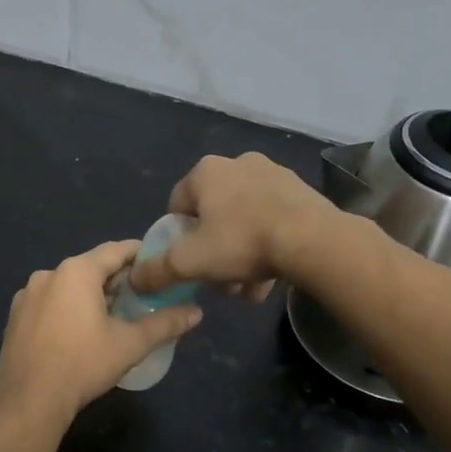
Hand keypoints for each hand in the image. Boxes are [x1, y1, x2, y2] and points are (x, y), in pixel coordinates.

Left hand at [0, 240, 203, 419]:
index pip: (116, 250)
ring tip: (114, 316)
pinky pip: (49, 302)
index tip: (158, 264)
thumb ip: (165, 324)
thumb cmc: (82, 364)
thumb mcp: (130, 344)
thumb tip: (197, 312)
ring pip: (68, 285)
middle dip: (117, 279)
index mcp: (76, 271)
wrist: (28, 400)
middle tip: (142, 296)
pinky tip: (79, 332)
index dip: (140, 254)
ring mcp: (27, 294)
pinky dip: (67, 308)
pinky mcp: (16, 316)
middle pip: (91, 267)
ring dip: (91, 295)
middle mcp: (49, 274)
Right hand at [128, 153, 339, 297]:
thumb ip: (156, 270)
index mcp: (206, 171)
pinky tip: (272, 277)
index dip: (178, 239)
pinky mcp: (301, 191)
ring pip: (244, 222)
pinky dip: (267, 246)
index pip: (177, 206)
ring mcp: (273, 174)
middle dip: (213, 252)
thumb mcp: (189, 262)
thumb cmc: (242, 243)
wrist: (315, 241)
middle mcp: (237, 163)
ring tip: (249, 288)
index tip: (189, 264)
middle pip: (213, 216)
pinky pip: (272, 220)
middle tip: (220, 281)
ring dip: (241, 255)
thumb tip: (134, 278)